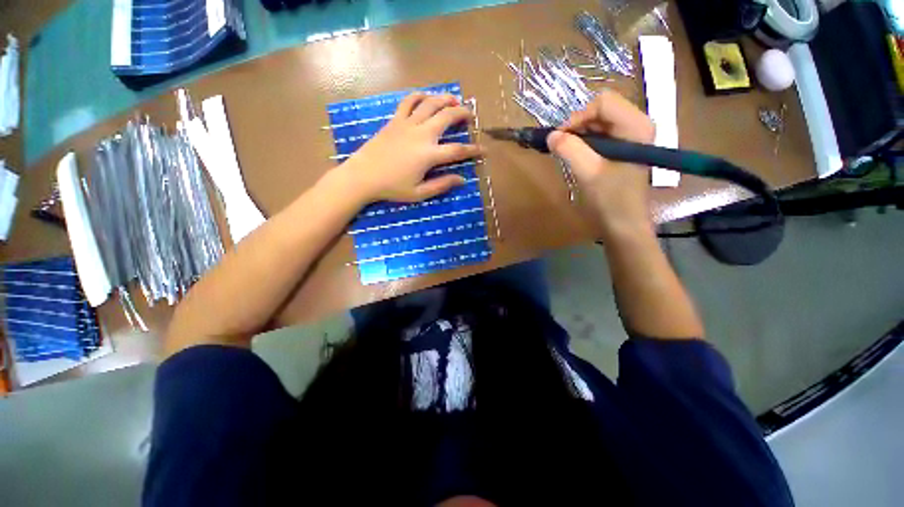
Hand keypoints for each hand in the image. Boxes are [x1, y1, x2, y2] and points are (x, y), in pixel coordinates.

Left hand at [337, 93, 481, 204]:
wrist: (363, 176)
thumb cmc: (392, 188)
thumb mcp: (419, 193)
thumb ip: (441, 185)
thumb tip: (462, 180)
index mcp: (429, 155)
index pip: (458, 150)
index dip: (473, 150)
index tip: (484, 150)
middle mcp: (421, 135)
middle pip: (447, 117)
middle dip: (462, 114)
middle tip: (470, 115)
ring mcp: (407, 124)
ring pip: (430, 104)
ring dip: (445, 99)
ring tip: (454, 99)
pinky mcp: (395, 120)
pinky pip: (408, 101)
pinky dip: (419, 96)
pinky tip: (426, 97)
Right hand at [546, 89, 655, 236]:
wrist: (623, 223)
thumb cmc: (610, 200)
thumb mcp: (588, 173)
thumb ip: (569, 150)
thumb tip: (550, 135)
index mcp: (635, 126)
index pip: (603, 102)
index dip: (578, 117)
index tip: (561, 138)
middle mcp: (637, 124)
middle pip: (601, 109)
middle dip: (577, 125)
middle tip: (562, 146)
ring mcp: (630, 136)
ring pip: (598, 121)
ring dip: (579, 134)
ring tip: (567, 152)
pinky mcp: (623, 148)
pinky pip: (599, 134)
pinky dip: (584, 142)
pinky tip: (576, 156)